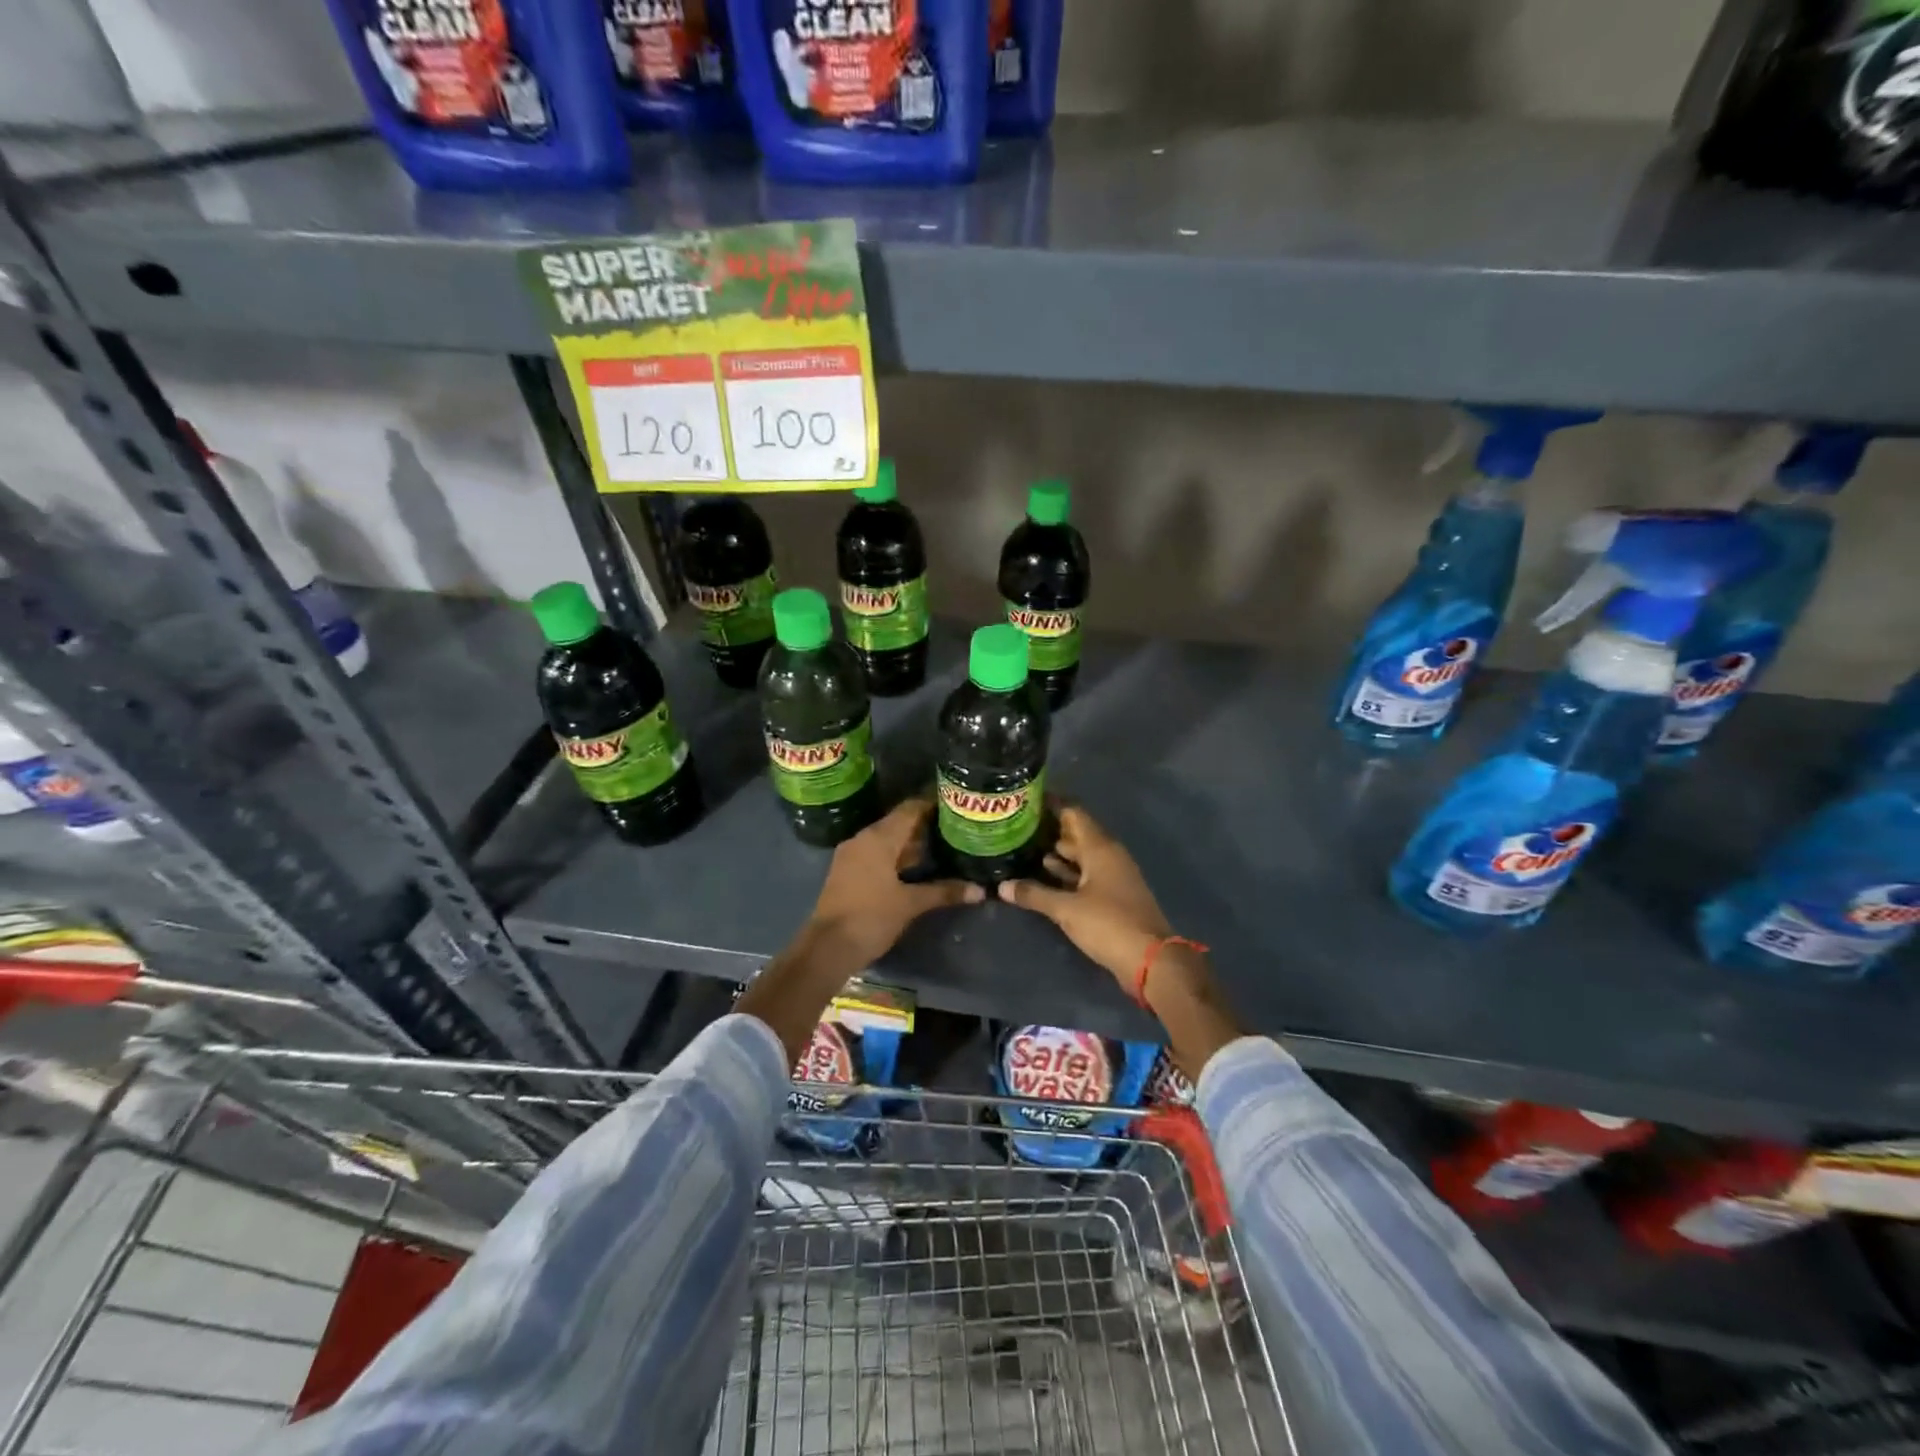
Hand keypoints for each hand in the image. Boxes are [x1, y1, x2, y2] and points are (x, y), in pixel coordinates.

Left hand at [806, 799, 982, 972]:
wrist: (828, 948)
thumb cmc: (871, 918)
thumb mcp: (911, 904)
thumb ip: (944, 892)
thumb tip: (979, 890)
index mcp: (878, 838)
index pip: (909, 810)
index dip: (931, 804)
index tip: (954, 803)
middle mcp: (863, 839)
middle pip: (898, 823)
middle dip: (924, 824)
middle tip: (953, 825)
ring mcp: (852, 855)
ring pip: (886, 839)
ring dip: (910, 842)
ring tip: (941, 843)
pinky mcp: (847, 871)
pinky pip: (876, 853)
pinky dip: (896, 855)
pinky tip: (916, 866)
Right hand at [999, 805, 1241, 1078]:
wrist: (1150, 960)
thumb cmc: (1109, 924)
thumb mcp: (1067, 909)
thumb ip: (1034, 895)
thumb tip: (1002, 886)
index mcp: (1101, 848)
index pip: (1074, 813)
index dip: (1052, 804)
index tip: (1027, 797)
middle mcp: (1108, 856)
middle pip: (1077, 833)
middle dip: (1049, 828)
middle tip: (1017, 824)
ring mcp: (1113, 876)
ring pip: (1081, 856)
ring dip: (1057, 852)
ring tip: (1023, 847)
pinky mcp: (1113, 896)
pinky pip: (1085, 875)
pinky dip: (1066, 873)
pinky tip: (1044, 875)